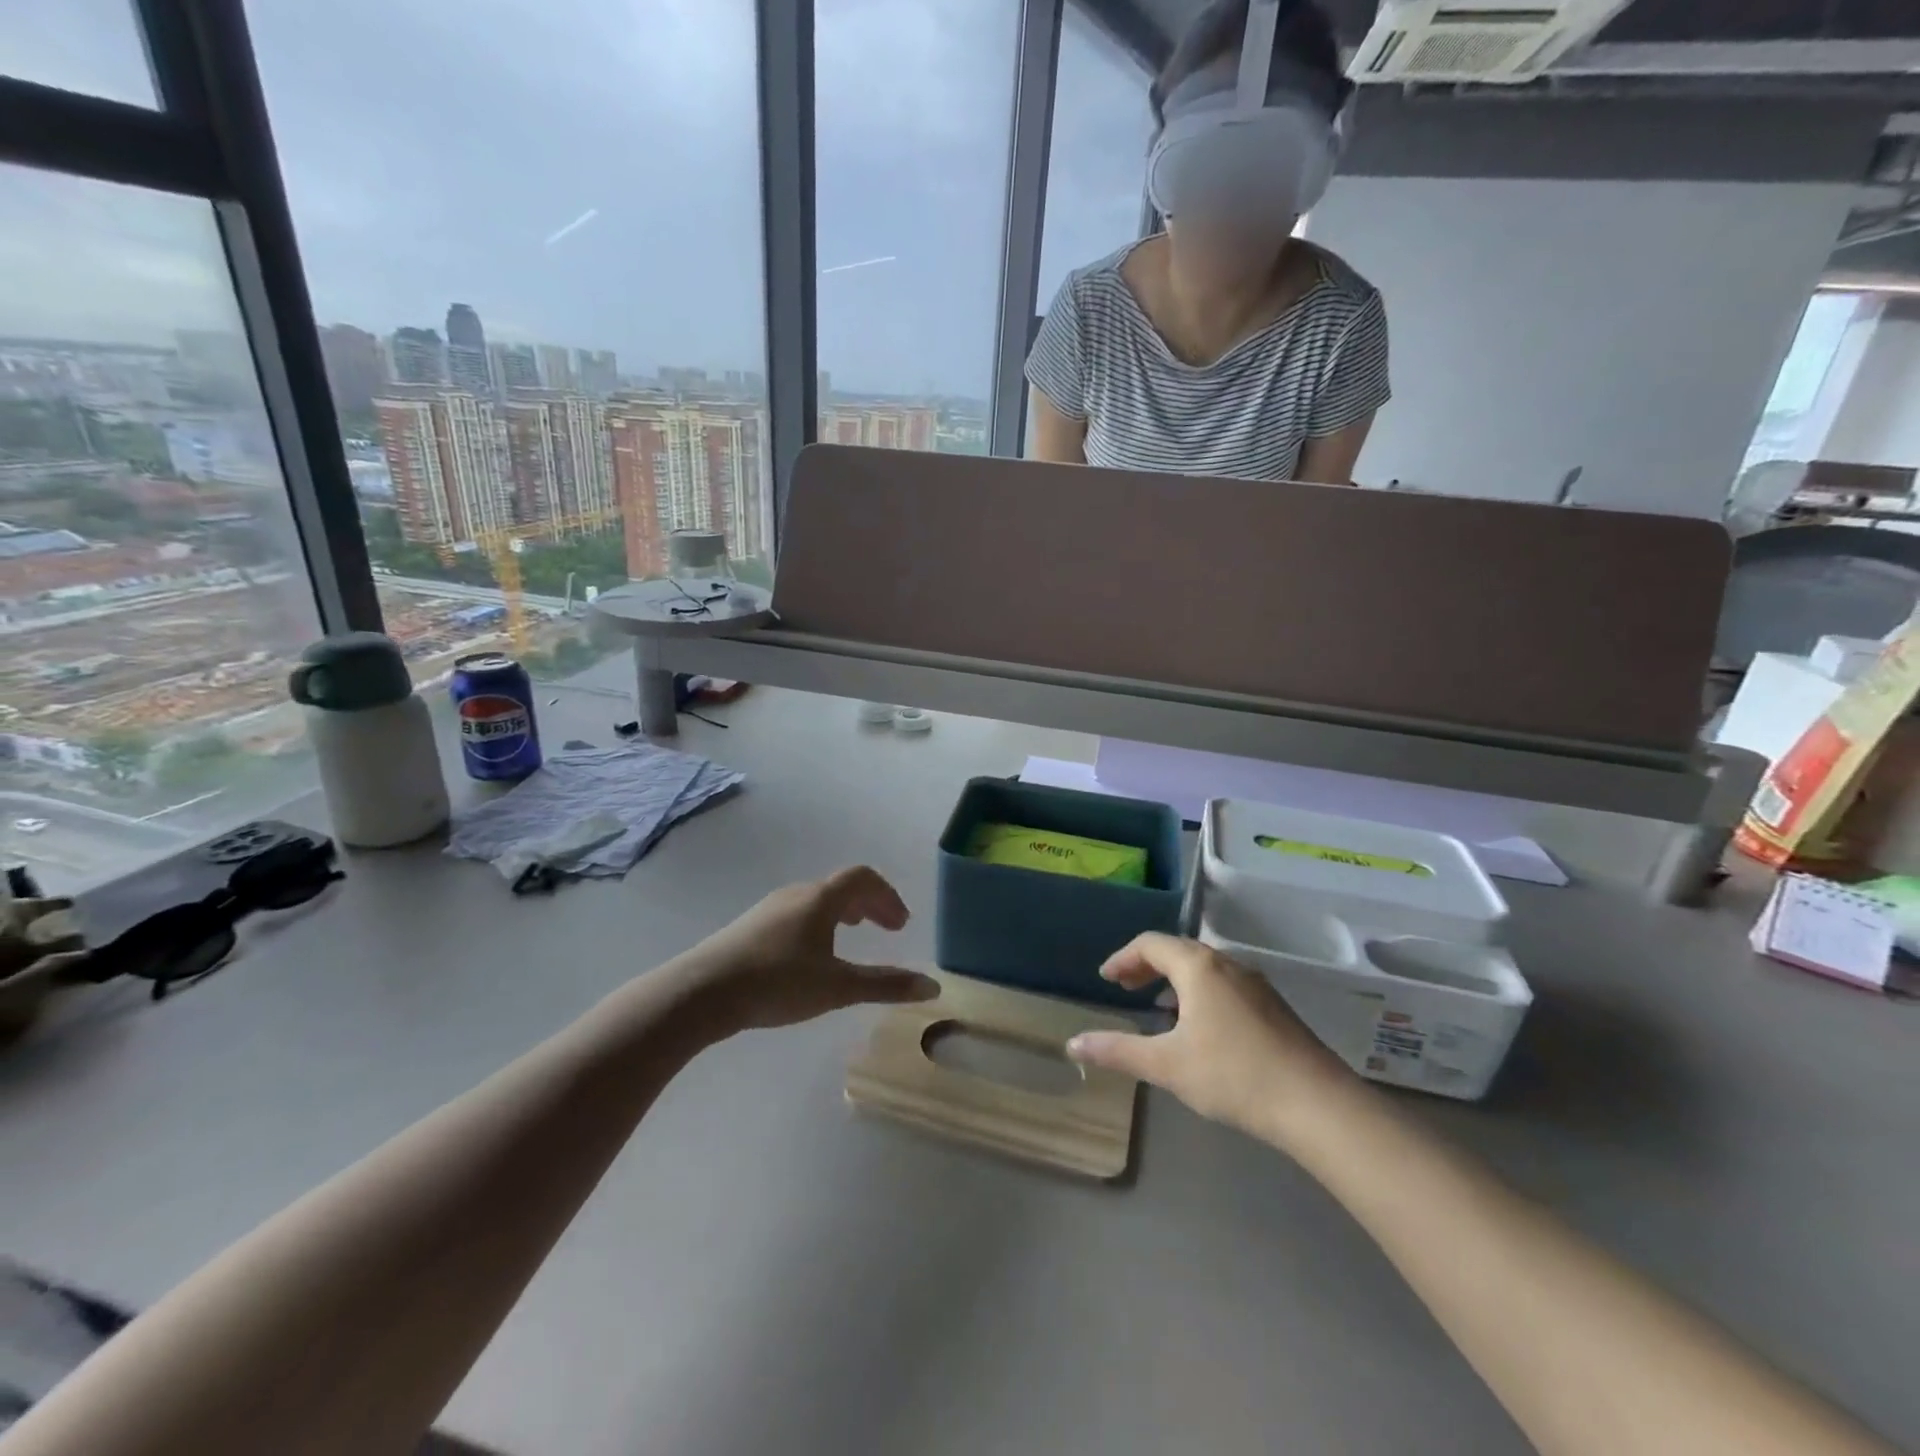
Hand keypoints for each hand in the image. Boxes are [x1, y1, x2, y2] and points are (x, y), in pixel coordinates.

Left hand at [671, 866, 938, 1035]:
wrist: (702, 992)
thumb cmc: (777, 983)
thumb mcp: (837, 988)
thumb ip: (885, 985)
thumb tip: (933, 986)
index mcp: (821, 899)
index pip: (863, 878)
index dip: (888, 896)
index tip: (900, 924)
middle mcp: (797, 894)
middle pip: (841, 886)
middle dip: (870, 904)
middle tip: (887, 929)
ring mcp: (770, 908)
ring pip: (817, 899)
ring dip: (843, 912)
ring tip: (853, 935)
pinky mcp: (750, 927)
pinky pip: (797, 912)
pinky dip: (819, 922)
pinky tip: (811, 954)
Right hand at [1066, 933, 1353, 1144]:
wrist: (1317, 1104)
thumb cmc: (1234, 1075)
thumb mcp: (1167, 1065)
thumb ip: (1118, 1051)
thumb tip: (1072, 1043)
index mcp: (1198, 967)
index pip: (1150, 944)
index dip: (1123, 958)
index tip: (1106, 979)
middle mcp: (1227, 964)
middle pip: (1178, 950)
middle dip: (1147, 966)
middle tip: (1125, 989)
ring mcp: (1256, 984)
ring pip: (1204, 968)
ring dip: (1174, 980)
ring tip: (1158, 1008)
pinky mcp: (1273, 1007)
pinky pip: (1224, 985)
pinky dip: (1199, 993)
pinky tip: (1200, 1029)